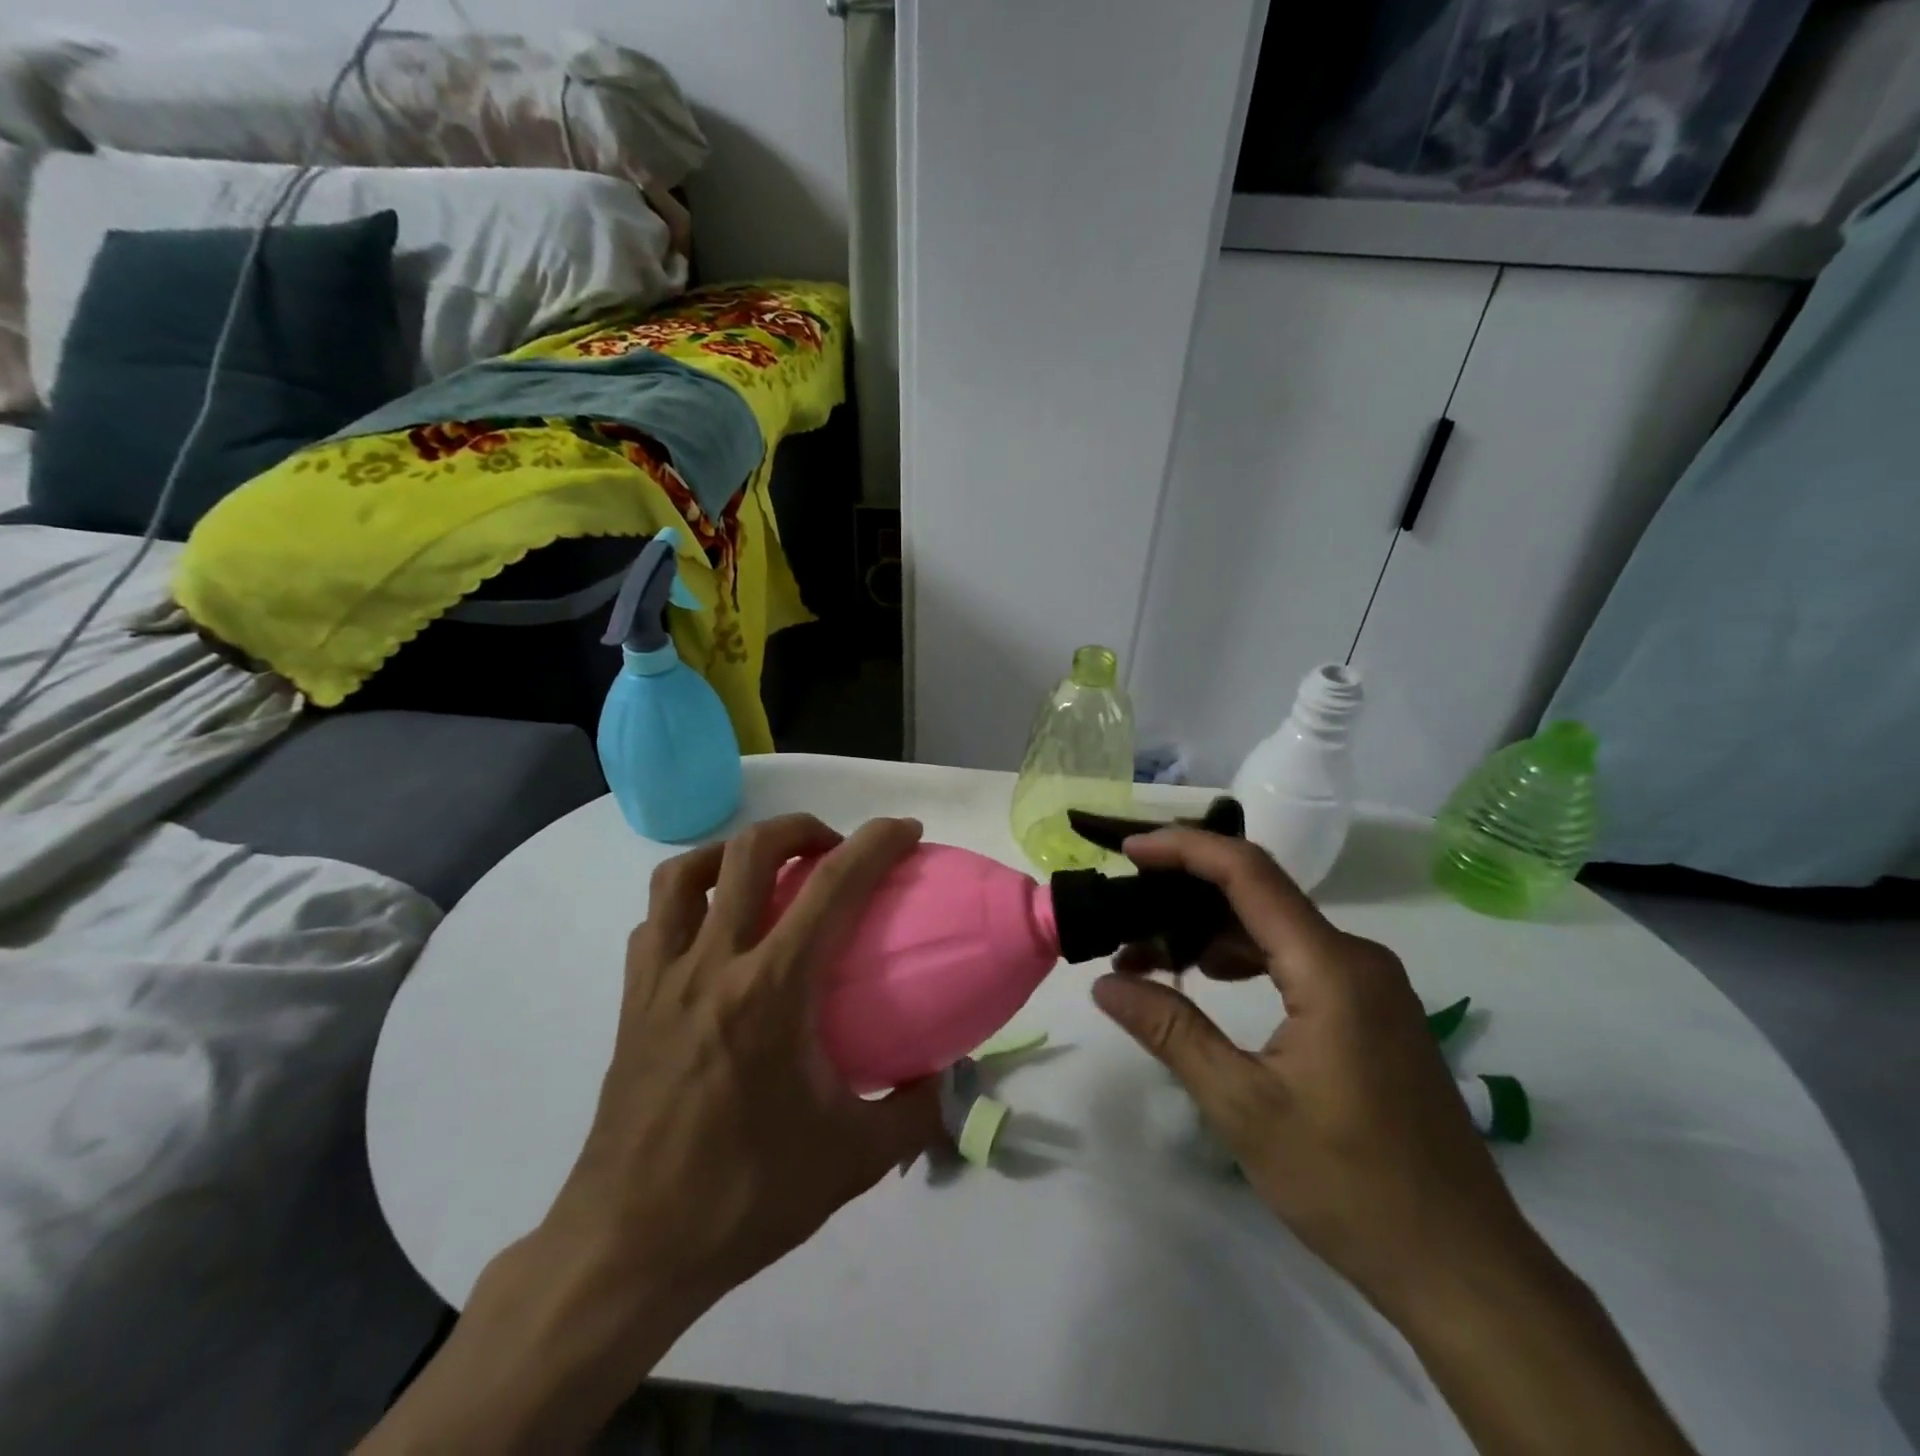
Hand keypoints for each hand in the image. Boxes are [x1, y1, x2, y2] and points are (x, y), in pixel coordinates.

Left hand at [363, 814, 944, 1453]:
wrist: (627, 1248)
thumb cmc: (743, 1197)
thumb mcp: (852, 1161)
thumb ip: (914, 1113)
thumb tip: (947, 1080)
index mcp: (772, 990)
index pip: (833, 886)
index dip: (876, 843)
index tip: (907, 831)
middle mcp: (713, 964)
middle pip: (750, 850)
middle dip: (801, 828)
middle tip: (834, 849)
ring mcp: (662, 978)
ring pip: (685, 871)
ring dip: (734, 851)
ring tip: (766, 871)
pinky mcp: (632, 1000)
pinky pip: (655, 919)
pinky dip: (688, 899)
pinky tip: (713, 929)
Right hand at [1097, 830, 1699, 1455]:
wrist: (1464, 1268)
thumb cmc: (1349, 1184)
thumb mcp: (1243, 1106)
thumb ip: (1171, 1031)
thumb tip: (1104, 984)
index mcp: (1330, 967)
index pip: (1247, 872)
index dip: (1183, 848)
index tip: (1129, 850)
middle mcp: (1356, 957)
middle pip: (1259, 894)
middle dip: (1185, 895)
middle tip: (1123, 914)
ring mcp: (1370, 984)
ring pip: (1275, 927)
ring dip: (1210, 932)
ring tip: (1150, 956)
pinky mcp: (1372, 1011)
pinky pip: (1296, 958)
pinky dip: (1243, 957)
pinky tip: (1207, 982)